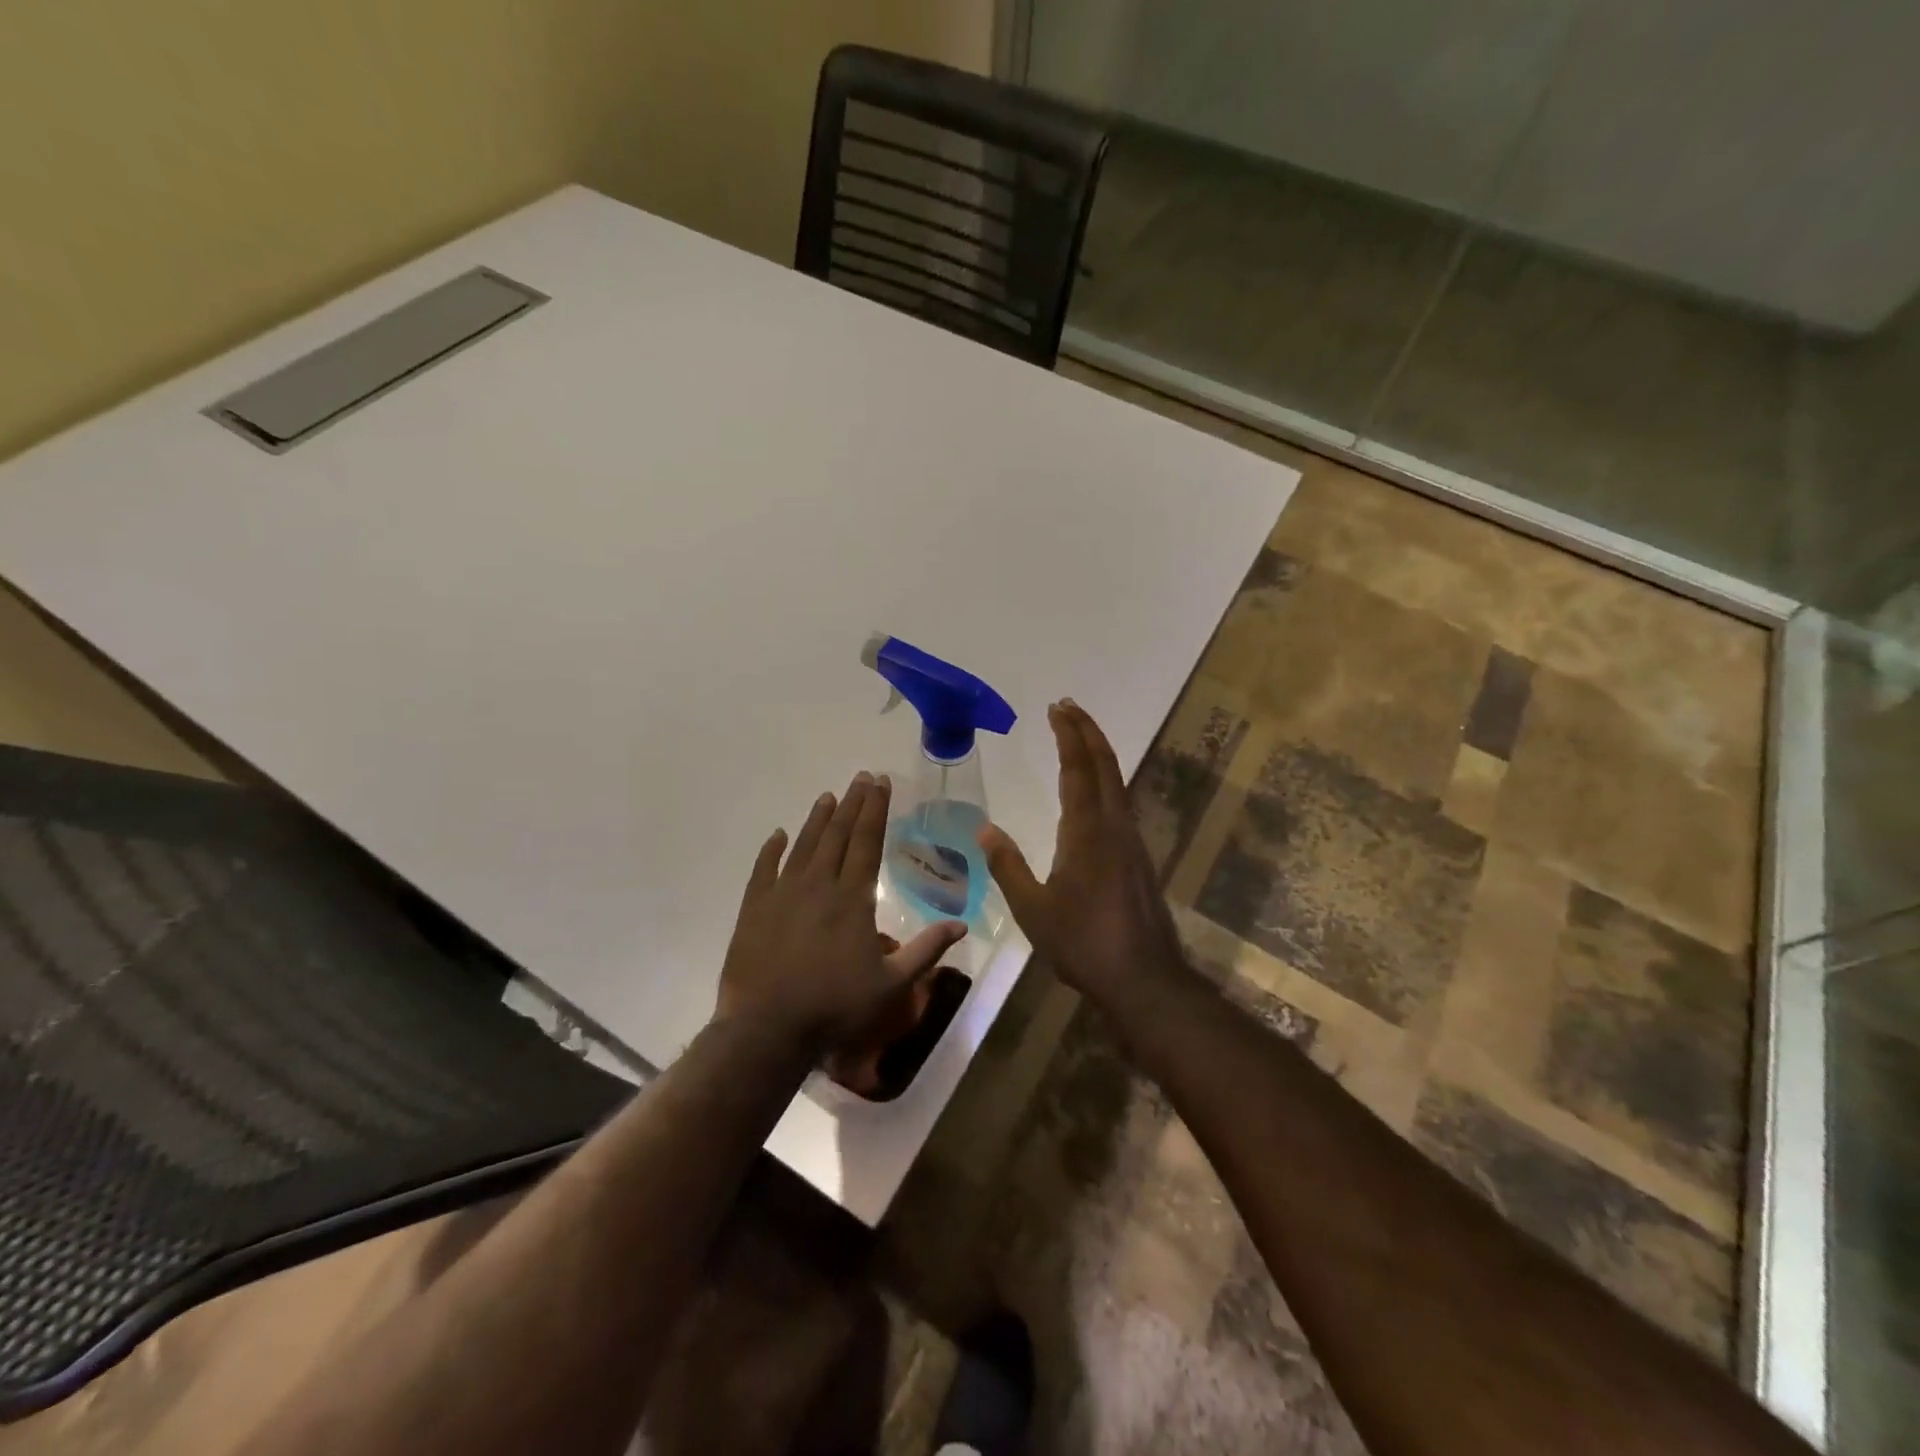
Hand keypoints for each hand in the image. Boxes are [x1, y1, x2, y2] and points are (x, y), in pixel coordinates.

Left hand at [716, 772, 965, 1052]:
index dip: (875, 809)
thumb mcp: (892, 984)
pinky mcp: (754, 909)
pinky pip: (764, 870)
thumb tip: (961, 925)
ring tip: (828, 796)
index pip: (867, 841)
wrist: (767, 1030)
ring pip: (803, 846)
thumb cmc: (836, 1007)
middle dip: (852, 803)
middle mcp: (818, 884)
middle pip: (838, 835)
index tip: (881, 782)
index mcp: (852, 898)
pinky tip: (777, 835)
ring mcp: (782, 894)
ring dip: (817, 819)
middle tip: (861, 777)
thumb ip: (926, 950)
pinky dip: (771, 850)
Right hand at [977, 700, 1189, 1008]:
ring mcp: (1132, 841)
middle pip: (1105, 765)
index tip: (1057, 708)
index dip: (1068, 735)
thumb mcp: (1033, 909)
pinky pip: (1121, 802)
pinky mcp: (1138, 858)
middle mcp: (1114, 826)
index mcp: (1086, 831)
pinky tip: (1095, 792)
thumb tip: (985, 828)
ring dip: (1098, 753)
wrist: (1143, 978)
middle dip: (1087, 731)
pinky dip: (1106, 779)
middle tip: (1068, 707)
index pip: (1077, 769)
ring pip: (1117, 782)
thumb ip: (1007, 865)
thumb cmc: (1083, 943)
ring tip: (1079, 738)